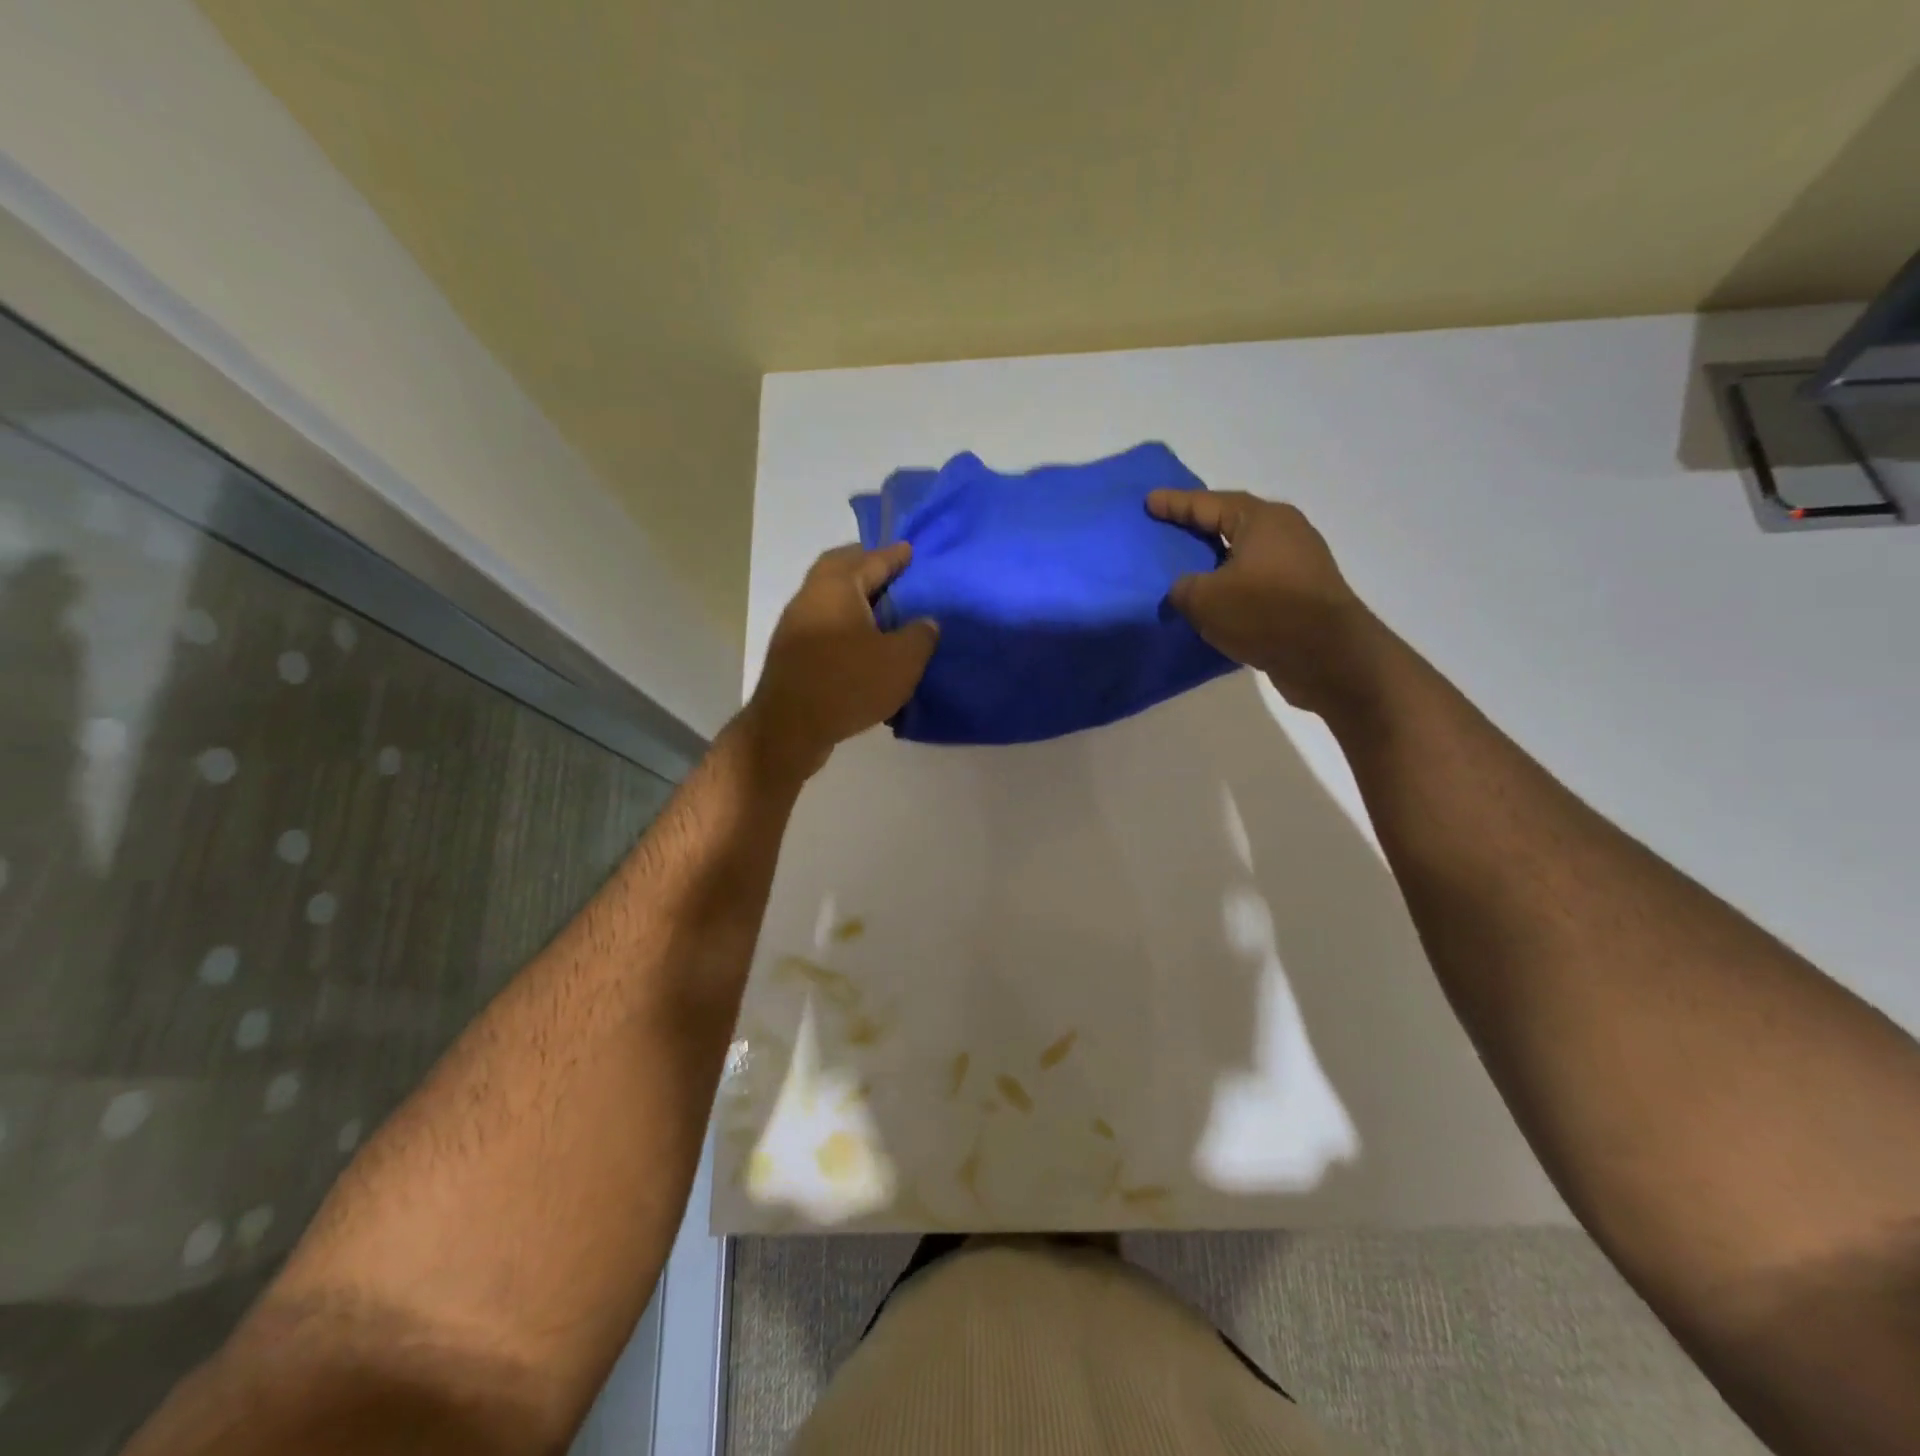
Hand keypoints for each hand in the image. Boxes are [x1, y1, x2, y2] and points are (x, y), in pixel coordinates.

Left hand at [741, 543, 938, 780]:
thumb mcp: (902, 660)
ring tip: (882, 608)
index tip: (911, 550)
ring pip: (828, 596)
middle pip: (840, 568)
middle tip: (892, 571)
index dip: (895, 555)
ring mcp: (795, 624)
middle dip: (866, 565)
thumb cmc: (848, 683)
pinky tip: (861, 641)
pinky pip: (823, 623)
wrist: (790, 727)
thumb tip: (926, 622)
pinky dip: (843, 622)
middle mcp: (811, 595)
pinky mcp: (790, 652)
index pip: (872, 559)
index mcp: (838, 586)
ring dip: (853, 596)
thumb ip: (920, 635)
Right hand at [1148, 490, 1383, 714]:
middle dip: (1199, 527)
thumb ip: (1183, 587)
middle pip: (1231, 524)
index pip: (1208, 504)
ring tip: (1187, 570)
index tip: (1149, 501)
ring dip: (1216, 562)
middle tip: (1169, 529)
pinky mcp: (1303, 595)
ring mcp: (1299, 564)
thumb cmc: (1265, 613)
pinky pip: (1256, 582)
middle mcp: (1285, 532)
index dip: (1175, 504)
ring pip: (1245, 555)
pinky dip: (1233, 588)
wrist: (1329, 657)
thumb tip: (1184, 589)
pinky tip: (1215, 602)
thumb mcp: (1205, 599)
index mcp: (1261, 519)